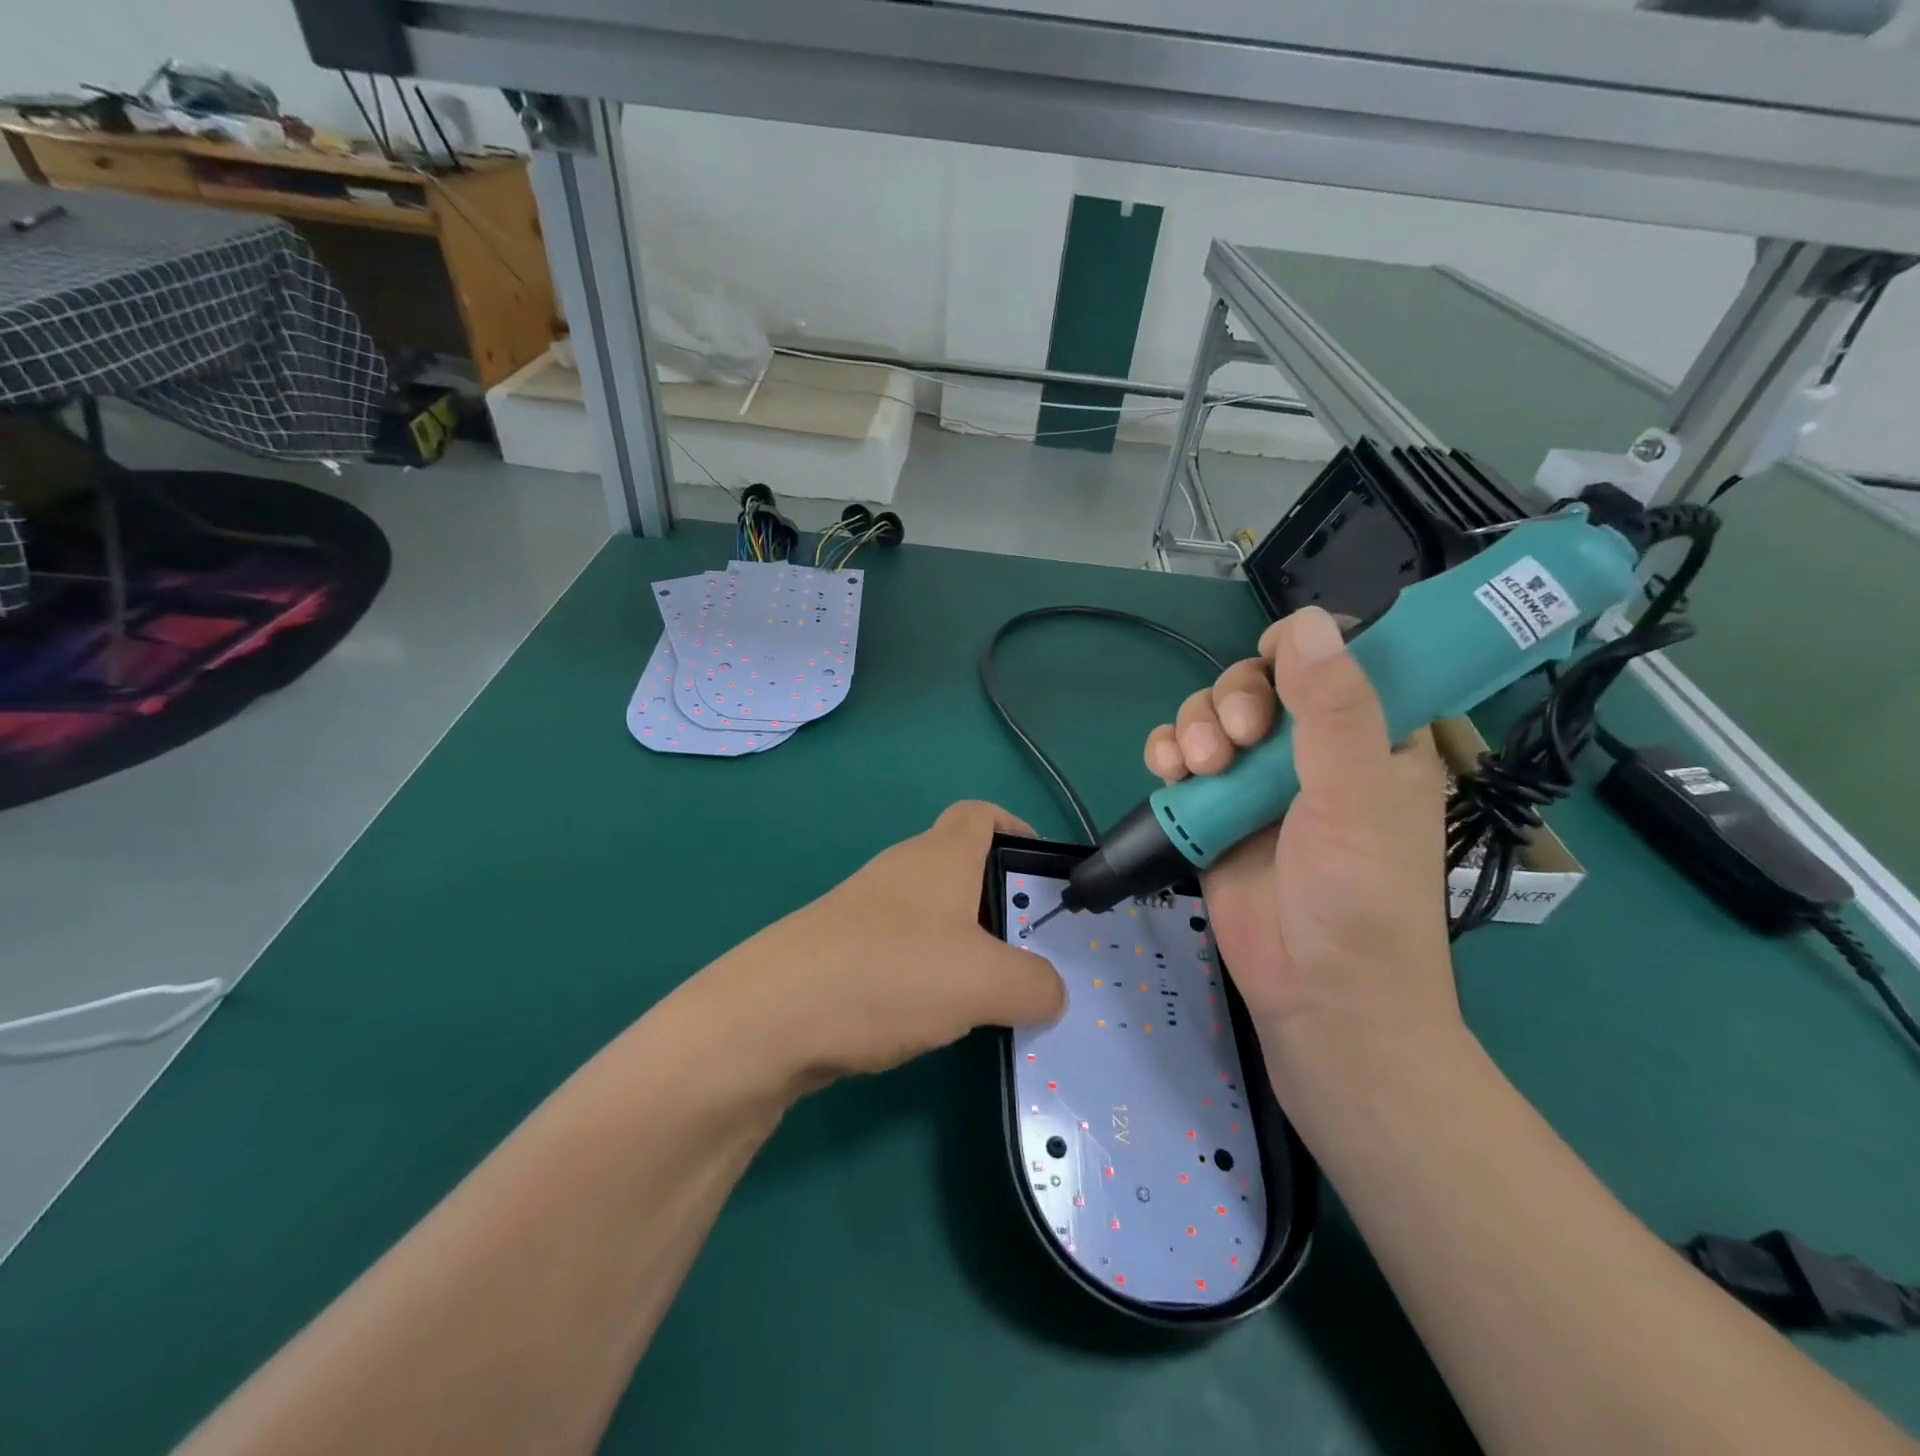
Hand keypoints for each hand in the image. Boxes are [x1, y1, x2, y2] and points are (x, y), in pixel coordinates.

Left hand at [704, 801, 1066, 1088]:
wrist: (769, 1017)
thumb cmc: (889, 974)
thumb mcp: (984, 982)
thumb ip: (1034, 984)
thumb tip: (1050, 991)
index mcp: (939, 856)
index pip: (981, 814)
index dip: (1017, 829)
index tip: (1042, 873)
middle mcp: (900, 872)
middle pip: (961, 869)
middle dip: (1000, 906)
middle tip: (1028, 954)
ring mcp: (864, 911)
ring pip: (931, 916)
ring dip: (963, 947)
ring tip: (987, 996)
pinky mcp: (840, 951)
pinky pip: (900, 951)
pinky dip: (925, 975)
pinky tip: (930, 1018)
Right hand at [1142, 607, 1457, 1058]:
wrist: (1316, 995)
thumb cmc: (1359, 898)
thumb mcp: (1356, 796)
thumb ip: (1333, 709)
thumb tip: (1308, 621)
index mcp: (1370, 735)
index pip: (1336, 657)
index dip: (1301, 651)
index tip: (1279, 674)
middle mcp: (1312, 749)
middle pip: (1257, 679)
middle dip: (1235, 700)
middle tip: (1239, 744)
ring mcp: (1257, 780)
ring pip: (1211, 714)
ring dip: (1194, 728)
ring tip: (1198, 770)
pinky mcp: (1213, 808)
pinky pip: (1179, 756)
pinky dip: (1166, 753)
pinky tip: (1168, 774)